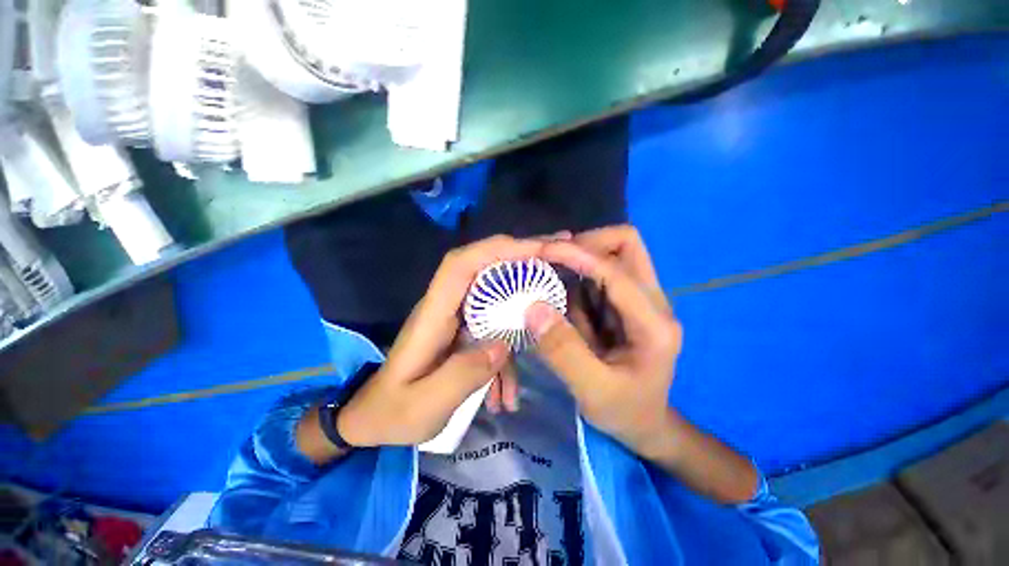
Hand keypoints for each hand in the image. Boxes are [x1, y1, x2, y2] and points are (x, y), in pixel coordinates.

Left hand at [337, 236, 545, 446]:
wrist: (374, 419)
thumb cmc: (392, 413)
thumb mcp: (424, 406)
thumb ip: (463, 374)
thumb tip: (504, 344)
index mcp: (432, 314)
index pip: (462, 265)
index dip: (498, 250)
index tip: (538, 249)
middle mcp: (447, 306)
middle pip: (485, 265)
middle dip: (523, 256)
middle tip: (562, 250)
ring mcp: (457, 317)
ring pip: (496, 293)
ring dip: (526, 297)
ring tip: (559, 303)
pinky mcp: (465, 331)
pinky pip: (494, 326)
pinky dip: (509, 350)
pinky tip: (511, 391)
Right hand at [529, 226, 681, 456]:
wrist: (646, 424)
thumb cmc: (625, 412)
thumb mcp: (592, 390)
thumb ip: (563, 351)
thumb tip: (533, 307)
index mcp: (654, 324)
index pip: (616, 271)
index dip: (579, 255)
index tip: (543, 251)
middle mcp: (654, 302)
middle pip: (627, 244)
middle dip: (587, 244)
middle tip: (552, 259)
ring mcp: (639, 300)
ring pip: (612, 255)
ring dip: (579, 260)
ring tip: (549, 278)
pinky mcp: (624, 304)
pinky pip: (599, 275)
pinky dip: (576, 277)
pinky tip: (560, 298)